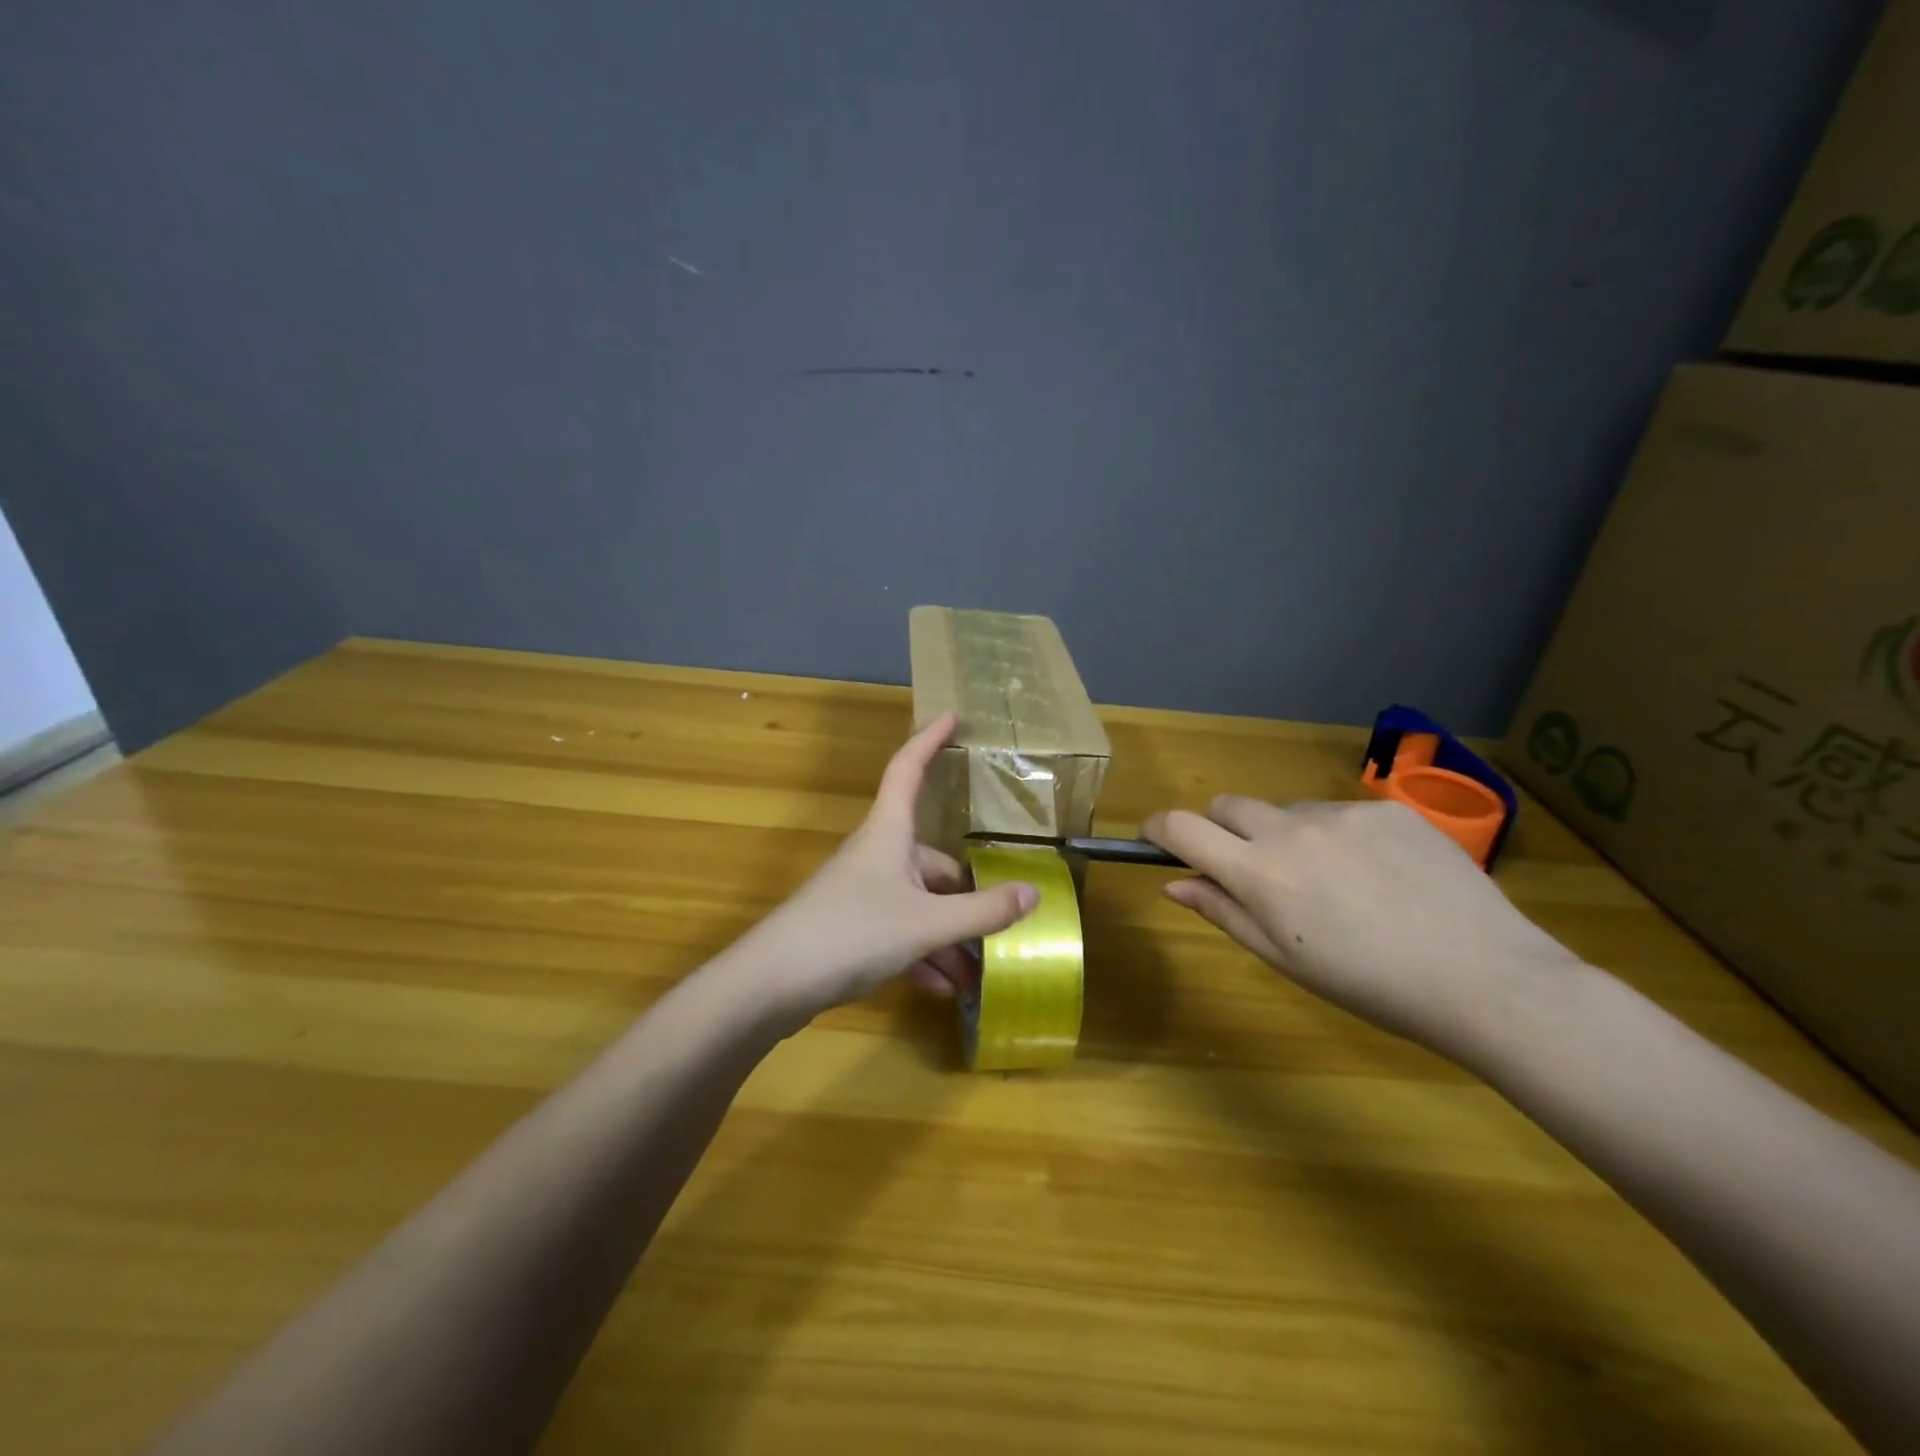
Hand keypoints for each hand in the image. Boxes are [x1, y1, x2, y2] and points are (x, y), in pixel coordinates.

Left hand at [726, 713, 1037, 1026]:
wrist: (771, 985)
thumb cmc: (853, 933)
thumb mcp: (928, 923)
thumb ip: (983, 911)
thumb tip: (1033, 893)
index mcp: (890, 833)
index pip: (908, 769)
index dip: (929, 740)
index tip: (953, 716)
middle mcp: (877, 855)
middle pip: (933, 861)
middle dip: (967, 898)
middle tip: (1001, 928)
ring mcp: (861, 892)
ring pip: (919, 904)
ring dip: (948, 937)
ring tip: (975, 977)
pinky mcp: (850, 928)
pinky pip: (899, 932)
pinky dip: (922, 955)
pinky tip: (940, 989)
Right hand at [1143, 797, 1580, 1056]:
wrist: (1486, 979)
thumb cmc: (1370, 985)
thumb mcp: (1284, 958)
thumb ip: (1223, 911)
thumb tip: (1174, 882)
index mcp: (1258, 873)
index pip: (1181, 827)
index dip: (1158, 828)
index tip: (1157, 840)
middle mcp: (1290, 830)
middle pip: (1227, 805)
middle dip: (1221, 829)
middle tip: (1251, 870)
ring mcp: (1342, 814)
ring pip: (1286, 810)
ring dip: (1284, 835)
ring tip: (1330, 882)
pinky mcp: (1388, 808)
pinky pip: (1339, 812)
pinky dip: (1336, 836)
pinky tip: (1376, 874)